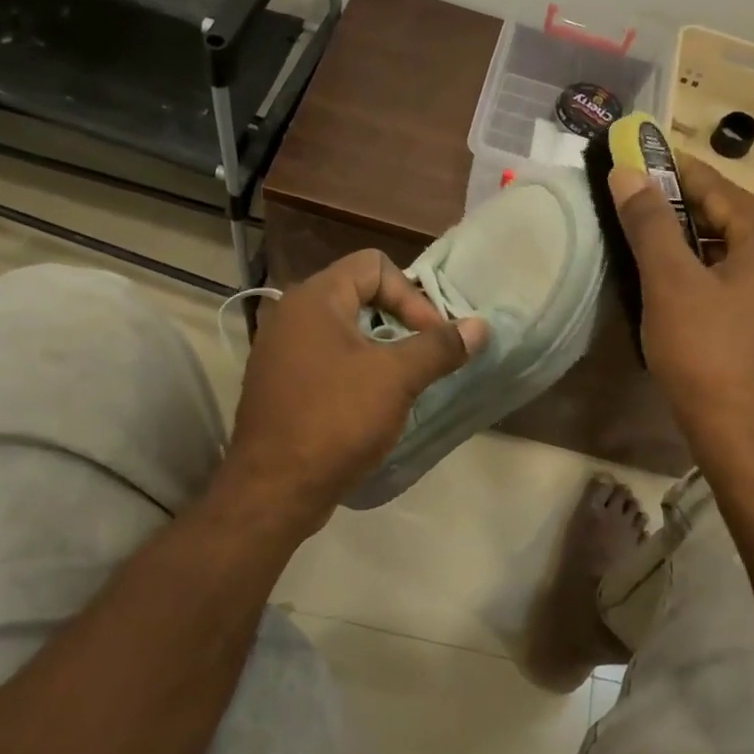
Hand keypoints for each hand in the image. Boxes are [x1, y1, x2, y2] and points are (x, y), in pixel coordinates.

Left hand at [220, 250, 487, 530]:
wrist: (273, 489)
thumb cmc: (336, 420)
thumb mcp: (396, 378)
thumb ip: (439, 346)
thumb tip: (480, 326)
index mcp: (315, 298)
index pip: (374, 264)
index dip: (411, 295)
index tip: (432, 337)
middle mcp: (292, 314)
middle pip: (359, 293)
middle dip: (399, 319)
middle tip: (424, 355)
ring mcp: (280, 350)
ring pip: (344, 329)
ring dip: (380, 347)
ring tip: (403, 379)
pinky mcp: (280, 383)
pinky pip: (326, 358)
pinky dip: (355, 369)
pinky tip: (371, 402)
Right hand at [609, 155, 753, 479]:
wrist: (751, 440)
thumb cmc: (708, 355)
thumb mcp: (670, 284)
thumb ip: (649, 223)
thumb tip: (627, 172)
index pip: (720, 188)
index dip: (677, 170)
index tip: (643, 155)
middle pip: (736, 217)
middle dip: (689, 206)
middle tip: (643, 200)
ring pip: (744, 251)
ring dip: (703, 240)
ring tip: (658, 241)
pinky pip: (751, 280)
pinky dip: (718, 271)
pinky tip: (689, 286)